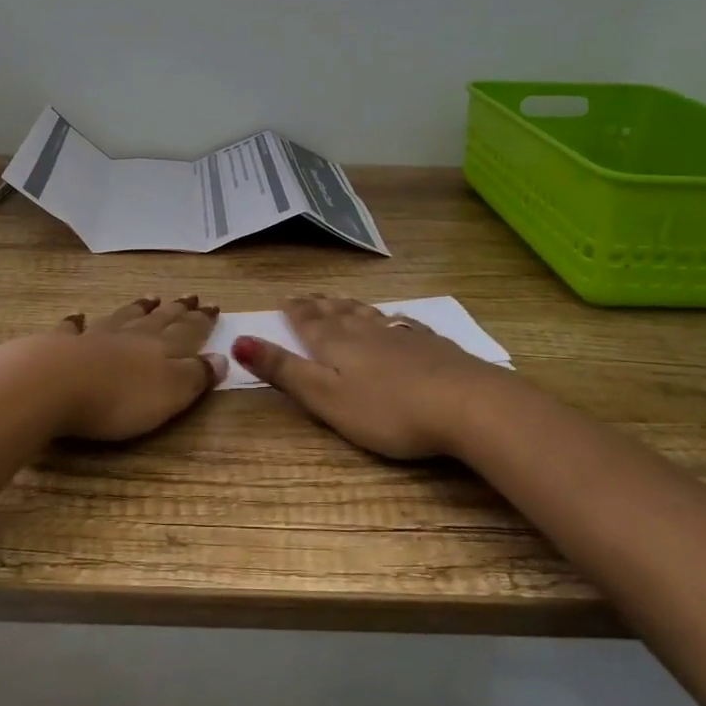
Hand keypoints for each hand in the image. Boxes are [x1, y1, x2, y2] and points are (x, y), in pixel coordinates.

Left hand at [33, 294, 225, 441]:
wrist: (53, 385)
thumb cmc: (118, 398)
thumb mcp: (170, 394)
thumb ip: (195, 376)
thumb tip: (221, 358)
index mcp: (160, 348)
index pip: (187, 331)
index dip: (202, 321)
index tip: (214, 306)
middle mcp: (129, 336)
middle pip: (158, 320)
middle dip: (176, 310)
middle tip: (189, 297)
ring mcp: (93, 338)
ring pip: (121, 318)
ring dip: (137, 309)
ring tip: (150, 298)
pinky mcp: (59, 347)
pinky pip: (72, 330)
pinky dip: (77, 323)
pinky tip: (77, 317)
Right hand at [232, 295, 502, 459]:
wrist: (467, 405)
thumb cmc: (389, 410)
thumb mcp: (326, 398)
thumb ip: (284, 371)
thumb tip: (238, 340)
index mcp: (337, 346)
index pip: (309, 323)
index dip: (295, 311)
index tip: (285, 298)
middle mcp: (367, 333)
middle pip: (339, 314)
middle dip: (320, 305)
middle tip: (308, 295)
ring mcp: (404, 337)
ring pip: (370, 316)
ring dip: (351, 307)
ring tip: (340, 300)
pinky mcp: (434, 347)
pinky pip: (404, 324)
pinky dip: (390, 319)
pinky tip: (396, 319)